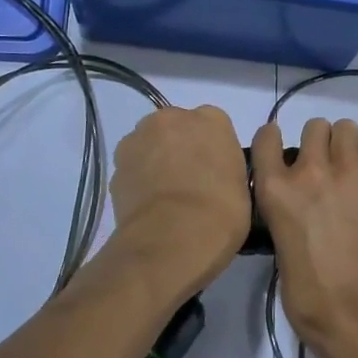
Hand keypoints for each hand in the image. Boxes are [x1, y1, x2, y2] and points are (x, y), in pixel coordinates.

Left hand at [106, 105, 249, 300]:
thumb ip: (225, 168)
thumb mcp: (242, 185)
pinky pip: (132, 169)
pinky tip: (149, 207)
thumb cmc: (221, 211)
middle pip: (176, 127)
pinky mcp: (116, 166)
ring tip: (165, 197)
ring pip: (149, 145)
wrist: (173, 239)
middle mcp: (173, 118)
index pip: (213, 125)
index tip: (214, 172)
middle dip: (180, 147)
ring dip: (155, 161)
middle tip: (190, 182)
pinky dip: (138, 182)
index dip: (212, 149)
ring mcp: (139, 139)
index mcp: (212, 118)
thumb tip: (211, 176)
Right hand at [252, 118, 357, 357]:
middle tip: (331, 171)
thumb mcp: (281, 251)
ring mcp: (349, 168)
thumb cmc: (314, 300)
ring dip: (349, 145)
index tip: (285, 154)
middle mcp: (310, 170)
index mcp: (275, 191)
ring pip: (346, 127)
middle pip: (315, 127)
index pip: (267, 137)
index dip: (276, 141)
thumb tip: (300, 206)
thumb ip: (287, 214)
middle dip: (321, 145)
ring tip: (357, 170)